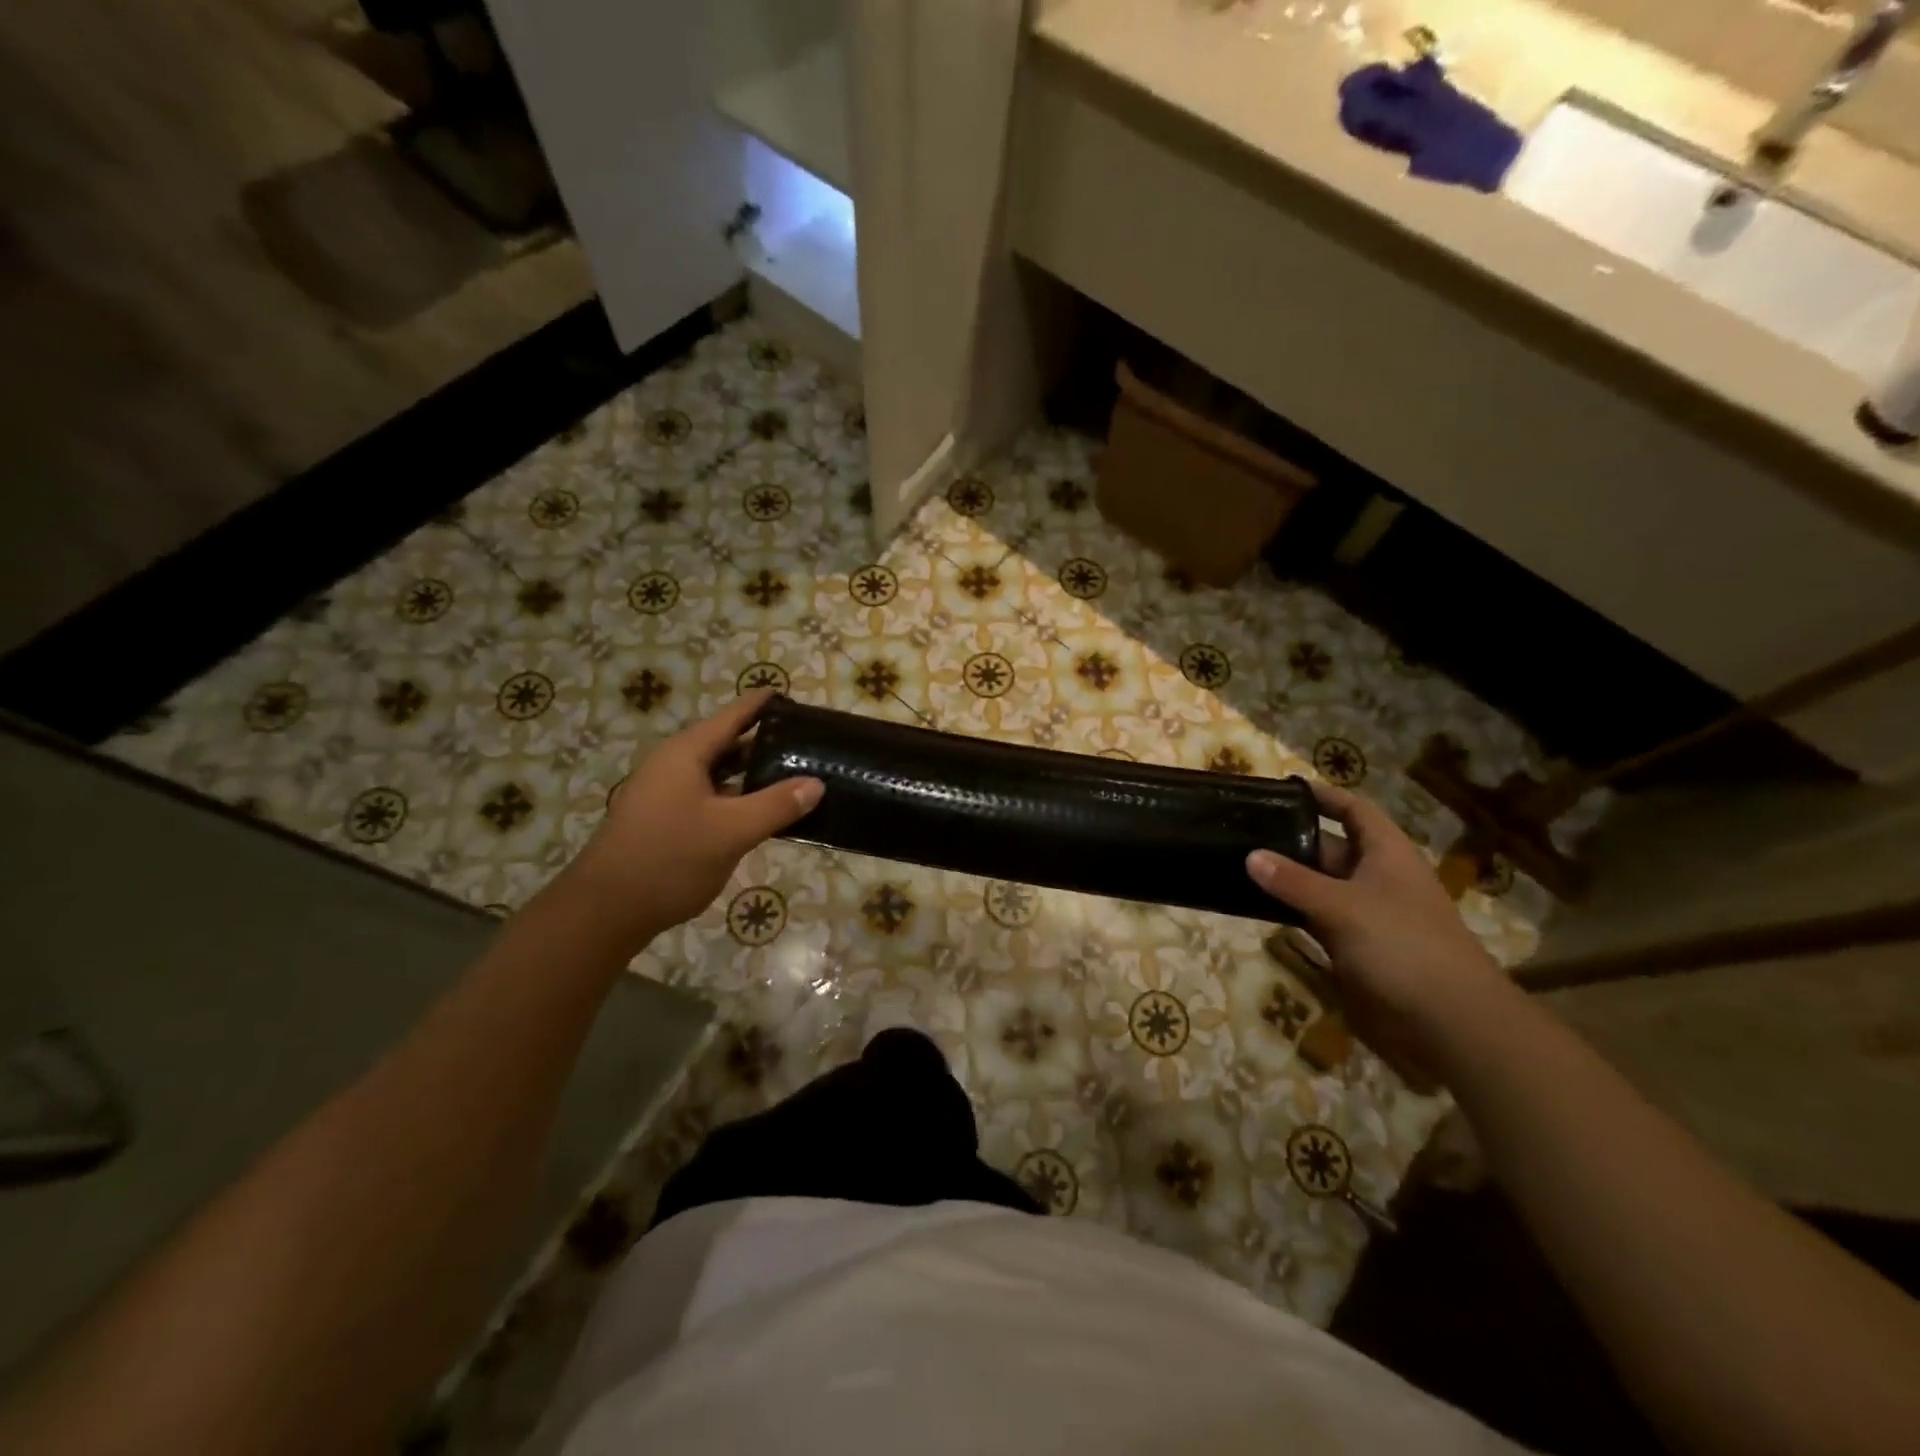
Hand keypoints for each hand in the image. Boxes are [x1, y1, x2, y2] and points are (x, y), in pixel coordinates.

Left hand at [564, 690, 822, 949]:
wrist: (606, 910)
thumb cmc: (670, 859)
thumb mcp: (732, 831)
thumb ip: (776, 805)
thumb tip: (816, 783)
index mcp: (685, 754)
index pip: (732, 716)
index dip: (761, 704)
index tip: (792, 697)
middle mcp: (672, 765)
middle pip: (724, 742)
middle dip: (762, 741)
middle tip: (803, 742)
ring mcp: (664, 793)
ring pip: (715, 772)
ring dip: (749, 773)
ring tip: (790, 774)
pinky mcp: (662, 819)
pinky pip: (706, 795)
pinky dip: (734, 796)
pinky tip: (758, 812)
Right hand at [1246, 782, 1512, 1088]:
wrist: (1448, 1022)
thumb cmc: (1402, 946)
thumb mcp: (1343, 906)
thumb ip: (1294, 881)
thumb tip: (1250, 855)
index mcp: (1386, 854)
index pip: (1354, 810)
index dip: (1324, 797)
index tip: (1283, 790)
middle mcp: (1376, 878)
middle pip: (1330, 847)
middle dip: (1291, 839)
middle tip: (1243, 829)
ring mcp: (1365, 915)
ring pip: (1319, 885)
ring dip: (1285, 878)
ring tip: (1238, 862)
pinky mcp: (1354, 948)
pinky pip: (1316, 919)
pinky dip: (1290, 911)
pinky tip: (1256, 906)